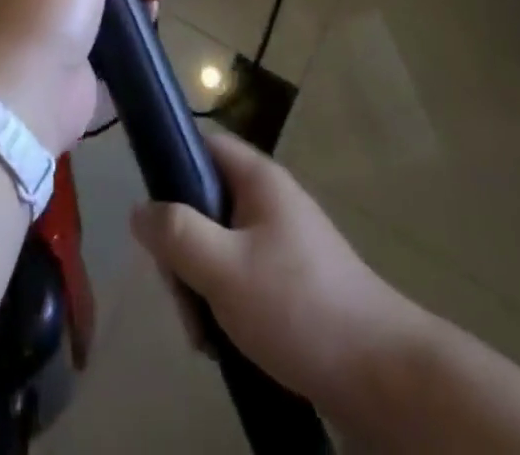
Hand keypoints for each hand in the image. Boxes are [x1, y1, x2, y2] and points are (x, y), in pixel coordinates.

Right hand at [130, 130, 422, 429]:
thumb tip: (138, 209)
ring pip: (220, 248)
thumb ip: (176, 234)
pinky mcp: (292, 282)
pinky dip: (227, 307)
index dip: (171, 167)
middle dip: (184, 251)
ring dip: (202, 288)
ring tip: (206, 336)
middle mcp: (270, 201)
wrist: (381, 375)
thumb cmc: (298, 306)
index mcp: (257, 179)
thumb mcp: (224, 269)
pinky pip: (242, 278)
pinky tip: (226, 345)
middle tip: (183, 298)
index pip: (202, 145)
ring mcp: (283, 242)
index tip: (154, 218)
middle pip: (205, 204)